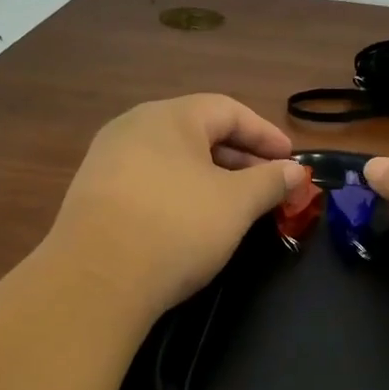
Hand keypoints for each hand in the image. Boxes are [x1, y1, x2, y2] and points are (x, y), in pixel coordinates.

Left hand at [47, 95, 309, 317]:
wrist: (96, 279)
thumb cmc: (177, 226)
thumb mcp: (236, 204)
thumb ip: (270, 181)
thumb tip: (295, 171)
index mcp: (169, 116)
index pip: (228, 110)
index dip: (265, 133)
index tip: (291, 159)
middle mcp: (133, 127)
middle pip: (197, 132)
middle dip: (239, 158)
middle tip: (268, 185)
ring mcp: (107, 161)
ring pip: (172, 159)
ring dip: (210, 177)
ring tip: (235, 205)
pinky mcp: (93, 195)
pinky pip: (149, 182)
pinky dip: (180, 193)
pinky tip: (191, 222)